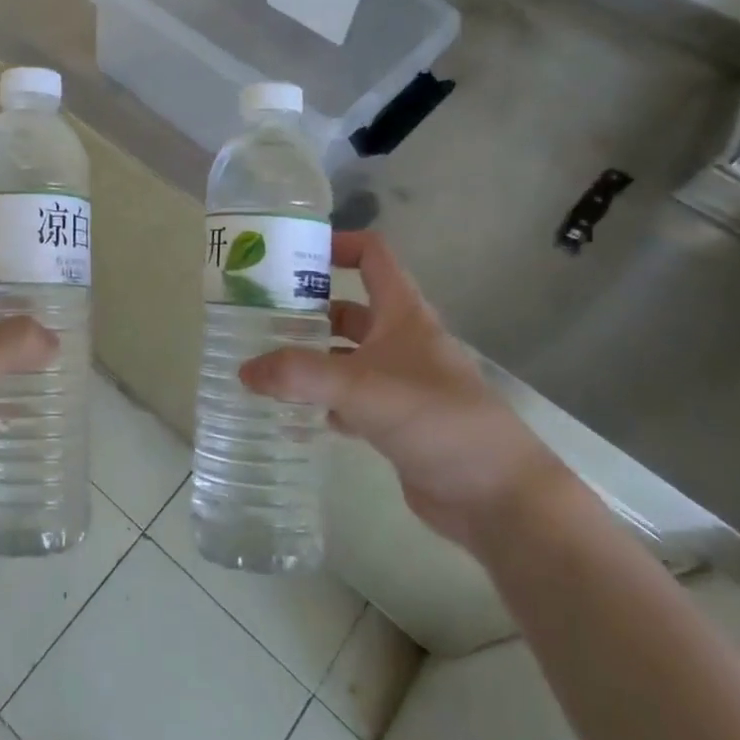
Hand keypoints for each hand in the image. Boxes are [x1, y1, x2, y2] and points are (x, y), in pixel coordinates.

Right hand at [239, 231, 568, 549]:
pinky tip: (293, 412)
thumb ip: (299, 375)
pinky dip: (323, 401)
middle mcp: (402, 340)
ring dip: (312, 356)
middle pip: (350, 308)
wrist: (496, 495)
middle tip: (258, 315)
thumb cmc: (435, 418)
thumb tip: (243, 371)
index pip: (372, 255)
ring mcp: (400, 382)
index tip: (291, 254)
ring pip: (347, 356)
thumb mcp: (361, 386)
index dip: (337, 244)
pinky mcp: (396, 421)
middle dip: (308, 308)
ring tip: (265, 361)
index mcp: (403, 313)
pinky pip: (350, 399)